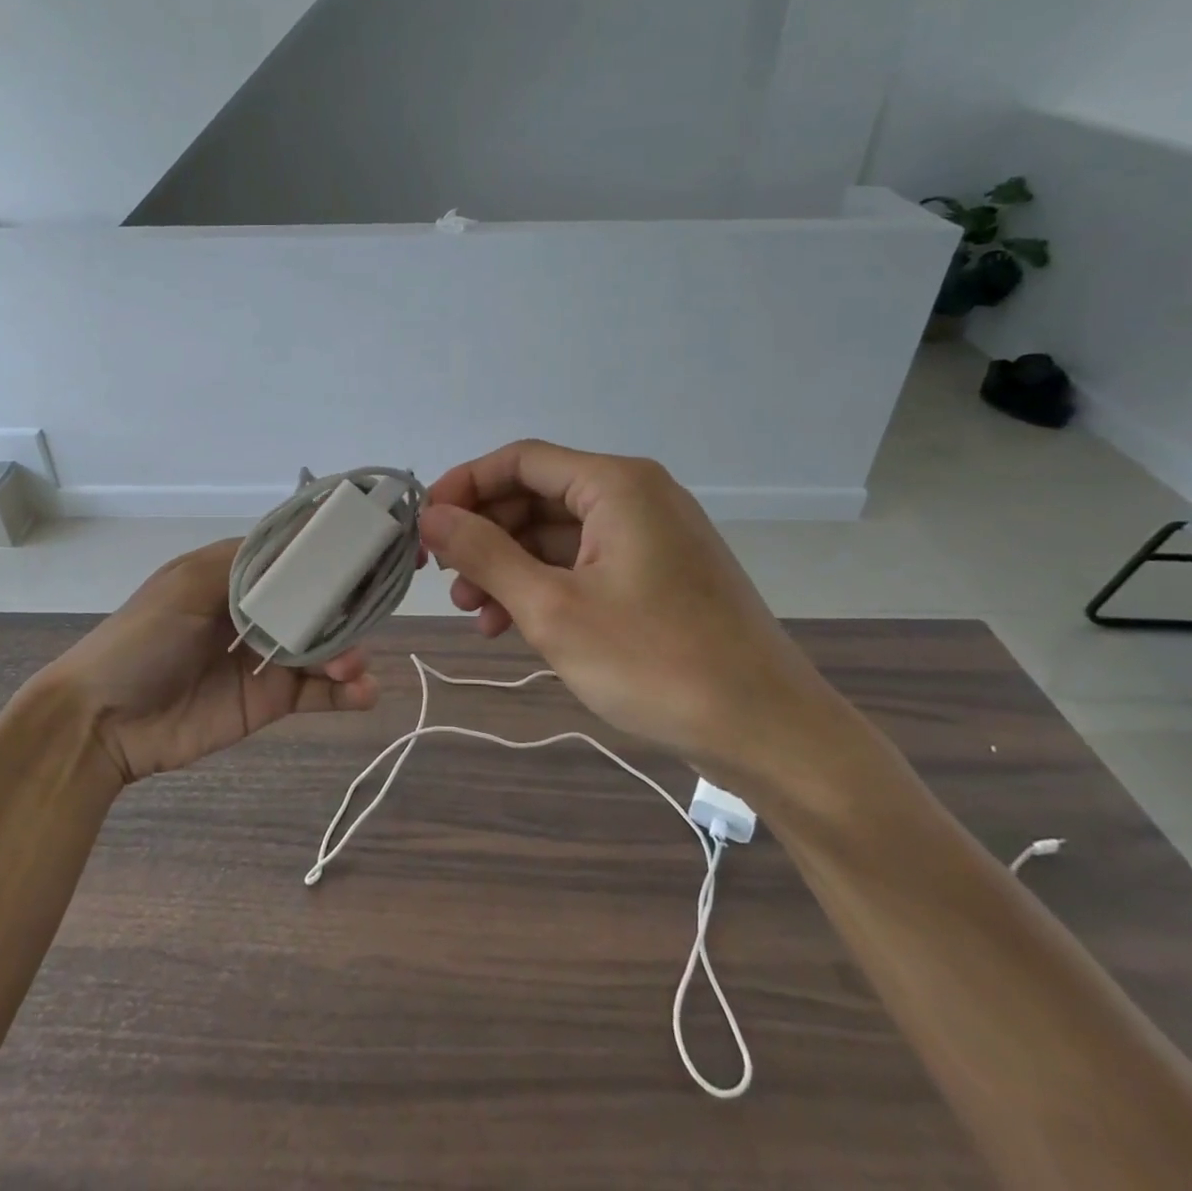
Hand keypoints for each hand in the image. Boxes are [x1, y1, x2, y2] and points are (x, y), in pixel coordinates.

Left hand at [32, 539, 379, 784]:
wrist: (103, 722)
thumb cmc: (142, 640)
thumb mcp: (187, 586)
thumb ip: (245, 565)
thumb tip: (303, 540)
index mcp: (236, 576)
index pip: (293, 557)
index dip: (329, 554)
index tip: (370, 549)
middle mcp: (258, 611)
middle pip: (318, 602)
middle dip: (346, 608)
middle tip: (366, 618)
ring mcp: (267, 657)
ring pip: (324, 646)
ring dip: (349, 651)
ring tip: (352, 666)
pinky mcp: (271, 700)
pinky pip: (318, 691)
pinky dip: (347, 691)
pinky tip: (364, 692)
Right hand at [421, 440, 845, 791]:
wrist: (766, 730)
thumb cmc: (654, 662)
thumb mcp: (552, 608)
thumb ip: (485, 554)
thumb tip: (431, 516)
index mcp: (616, 484)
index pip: (520, 460)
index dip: (464, 487)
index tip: (425, 526)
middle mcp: (635, 496)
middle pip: (537, 496)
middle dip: (485, 535)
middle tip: (444, 580)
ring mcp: (650, 536)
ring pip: (557, 535)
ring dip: (509, 567)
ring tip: (473, 614)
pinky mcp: (657, 575)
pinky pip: (584, 564)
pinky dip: (544, 587)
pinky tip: (512, 626)